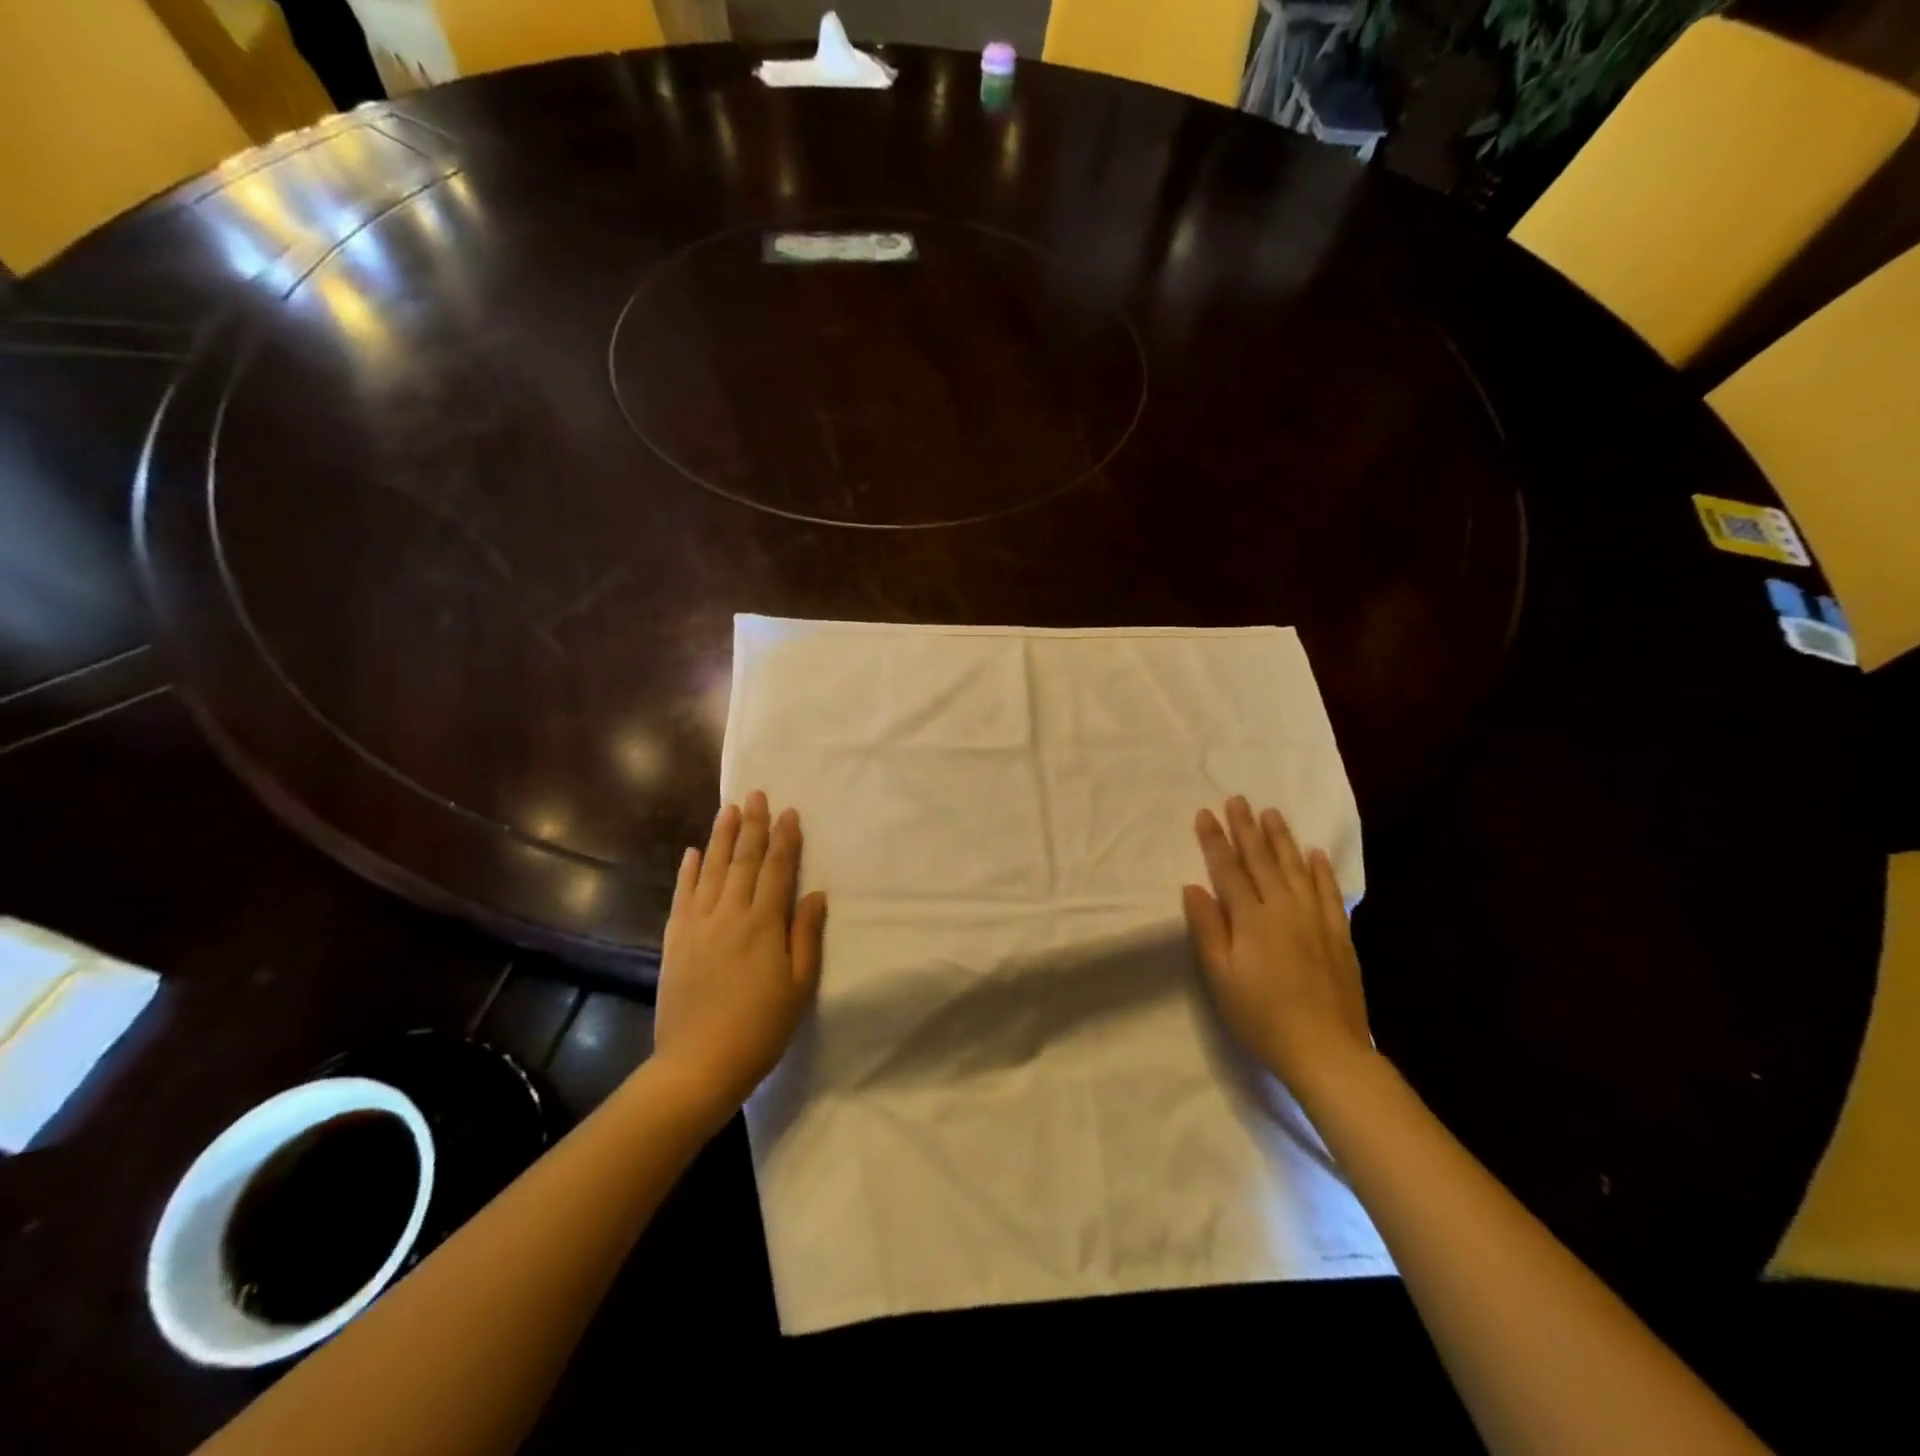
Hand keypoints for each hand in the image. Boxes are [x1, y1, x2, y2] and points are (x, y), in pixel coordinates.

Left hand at [653, 791, 827, 1119]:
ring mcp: (697, 925)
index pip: (776, 870)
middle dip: (752, 825)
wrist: (698, 1064)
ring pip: (710, 870)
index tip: (789, 811)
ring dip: (720, 837)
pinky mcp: (674, 940)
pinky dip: (687, 871)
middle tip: (755, 794)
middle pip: (742, 860)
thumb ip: (806, 935)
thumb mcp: (799, 986)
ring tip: (727, 809)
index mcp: (764, 924)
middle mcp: (729, 914)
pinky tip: (692, 852)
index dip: (785, 839)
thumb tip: (815, 893)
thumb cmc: (761, 1028)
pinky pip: (682, 895)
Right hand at [1183, 796, 1370, 1092]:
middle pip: (1262, 860)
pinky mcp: (1338, 935)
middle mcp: (1284, 909)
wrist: (1326, 1051)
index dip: (1215, 840)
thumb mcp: (1220, 977)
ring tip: (1271, 813)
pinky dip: (1321, 870)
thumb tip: (1193, 887)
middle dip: (1246, 828)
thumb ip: (1208, 928)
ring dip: (1281, 839)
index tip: (1205, 813)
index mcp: (1251, 919)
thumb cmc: (1261, 1017)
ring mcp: (1315, 920)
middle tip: (1238, 799)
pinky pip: (1329, 892)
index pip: (1228, 869)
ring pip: (1296, 868)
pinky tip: (1315, 853)